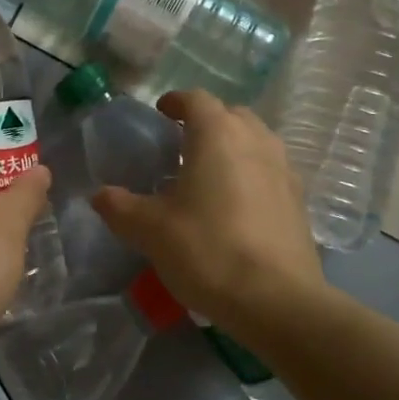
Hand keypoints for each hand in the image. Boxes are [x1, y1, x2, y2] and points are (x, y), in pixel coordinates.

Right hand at [92, 89, 323, 322]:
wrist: (276, 300)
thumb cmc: (206, 250)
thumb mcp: (150, 230)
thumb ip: (120, 207)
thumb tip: (99, 195)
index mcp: (217, 135)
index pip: (196, 99)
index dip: (175, 102)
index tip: (161, 113)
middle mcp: (255, 140)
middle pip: (231, 114)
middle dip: (207, 121)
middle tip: (182, 144)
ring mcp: (283, 169)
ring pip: (256, 140)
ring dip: (233, 145)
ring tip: (209, 173)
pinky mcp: (299, 199)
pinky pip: (270, 170)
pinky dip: (251, 173)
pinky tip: (236, 203)